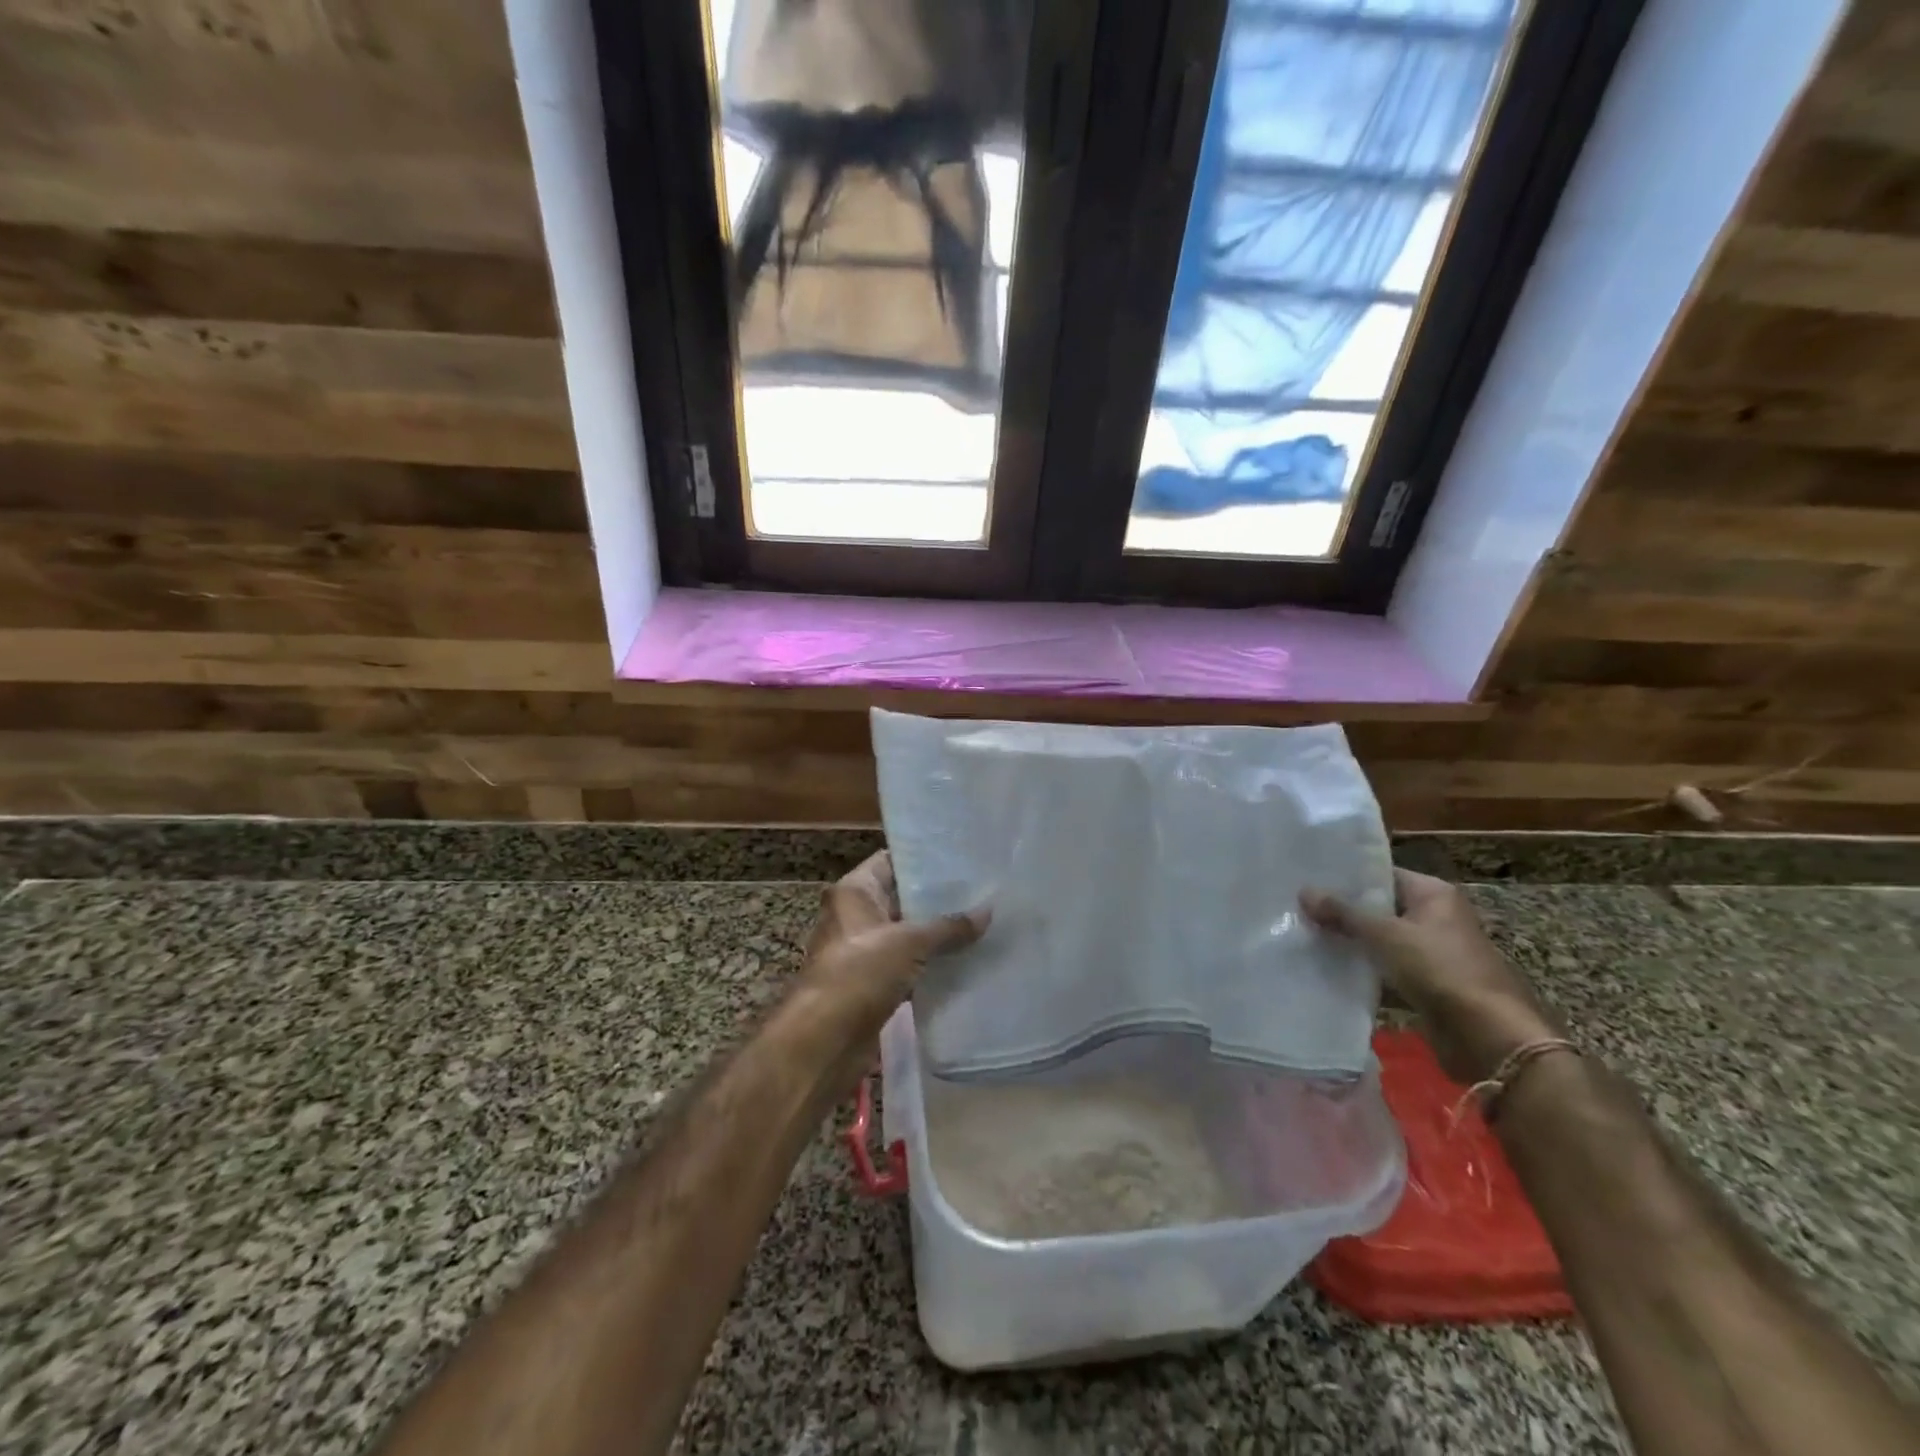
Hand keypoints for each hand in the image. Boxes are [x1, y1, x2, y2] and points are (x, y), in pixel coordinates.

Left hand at [793, 852, 987, 1085]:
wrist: (824, 1040)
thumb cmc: (860, 973)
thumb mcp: (909, 942)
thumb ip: (949, 926)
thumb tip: (989, 911)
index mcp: (854, 892)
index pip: (890, 861)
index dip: (922, 859)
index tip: (960, 859)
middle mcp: (855, 915)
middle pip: (900, 898)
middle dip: (936, 899)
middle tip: (980, 892)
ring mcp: (862, 951)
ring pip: (905, 934)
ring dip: (935, 935)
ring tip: (980, 925)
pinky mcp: (871, 984)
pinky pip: (906, 966)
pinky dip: (929, 965)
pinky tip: (963, 962)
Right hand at [1301, 869, 1562, 1085]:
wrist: (1487, 1035)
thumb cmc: (1440, 969)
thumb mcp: (1385, 934)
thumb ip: (1343, 913)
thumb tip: (1304, 891)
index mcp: (1433, 894)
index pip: (1382, 873)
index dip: (1347, 876)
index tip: (1308, 877)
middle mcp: (1435, 916)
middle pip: (1380, 906)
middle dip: (1343, 909)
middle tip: (1299, 905)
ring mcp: (1432, 951)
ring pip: (1381, 938)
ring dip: (1351, 939)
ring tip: (1305, 932)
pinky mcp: (1426, 982)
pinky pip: (1387, 966)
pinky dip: (1364, 966)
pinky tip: (1328, 965)